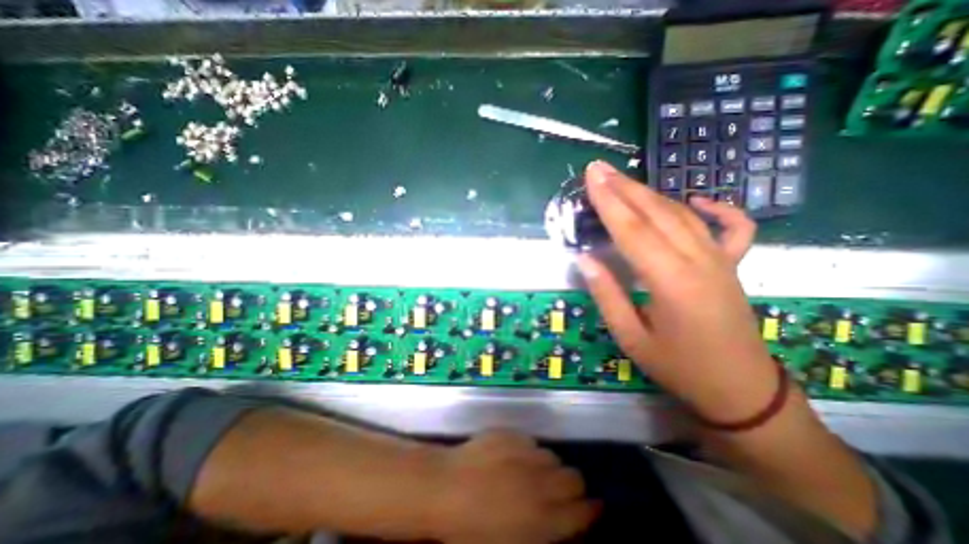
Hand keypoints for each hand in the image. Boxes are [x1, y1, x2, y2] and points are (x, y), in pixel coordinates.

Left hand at [426, 430, 594, 543]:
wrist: (444, 487)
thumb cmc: (470, 530)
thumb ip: (543, 533)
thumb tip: (560, 522)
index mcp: (543, 519)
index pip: (583, 512)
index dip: (590, 510)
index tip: (591, 508)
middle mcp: (540, 483)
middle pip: (575, 478)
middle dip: (572, 486)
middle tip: (558, 490)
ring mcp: (525, 454)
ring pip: (552, 456)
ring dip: (547, 467)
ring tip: (530, 473)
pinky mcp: (511, 435)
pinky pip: (529, 442)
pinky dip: (526, 451)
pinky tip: (511, 458)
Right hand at [579, 160, 776, 423]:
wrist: (741, 391)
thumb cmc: (679, 368)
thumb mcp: (632, 338)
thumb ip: (608, 295)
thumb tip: (585, 260)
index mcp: (671, 282)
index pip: (633, 230)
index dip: (609, 201)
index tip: (592, 176)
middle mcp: (699, 262)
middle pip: (657, 213)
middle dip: (625, 188)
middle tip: (600, 169)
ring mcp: (721, 261)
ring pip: (683, 215)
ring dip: (651, 194)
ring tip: (624, 180)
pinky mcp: (732, 266)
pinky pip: (731, 227)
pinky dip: (717, 208)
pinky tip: (696, 200)